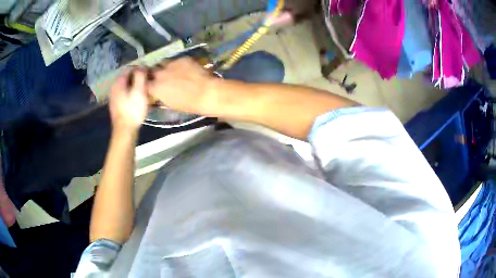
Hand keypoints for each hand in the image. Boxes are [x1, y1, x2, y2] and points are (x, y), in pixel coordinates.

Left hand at [109, 69, 148, 131]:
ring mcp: (114, 96)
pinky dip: (131, 92)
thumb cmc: (133, 110)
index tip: (149, 73)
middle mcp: (114, 87)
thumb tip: (142, 66)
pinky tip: (137, 98)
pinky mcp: (116, 104)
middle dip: (137, 76)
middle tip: (147, 81)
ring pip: (126, 85)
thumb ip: (140, 75)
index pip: (129, 68)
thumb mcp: (139, 90)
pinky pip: (124, 93)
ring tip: (144, 90)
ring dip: (135, 85)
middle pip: (127, 76)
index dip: (140, 68)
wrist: (124, 130)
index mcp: (119, 82)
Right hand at [148, 58, 215, 113]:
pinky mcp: (182, 58)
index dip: (146, 84)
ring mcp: (171, 64)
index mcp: (155, 87)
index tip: (149, 85)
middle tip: (158, 76)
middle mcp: (160, 73)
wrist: (206, 92)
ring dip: (164, 67)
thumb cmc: (188, 104)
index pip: (144, 83)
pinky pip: (176, 60)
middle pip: (152, 70)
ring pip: (163, 63)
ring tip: (170, 71)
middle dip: (153, 73)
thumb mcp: (170, 103)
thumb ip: (160, 95)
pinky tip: (184, 69)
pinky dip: (177, 65)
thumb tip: (158, 92)